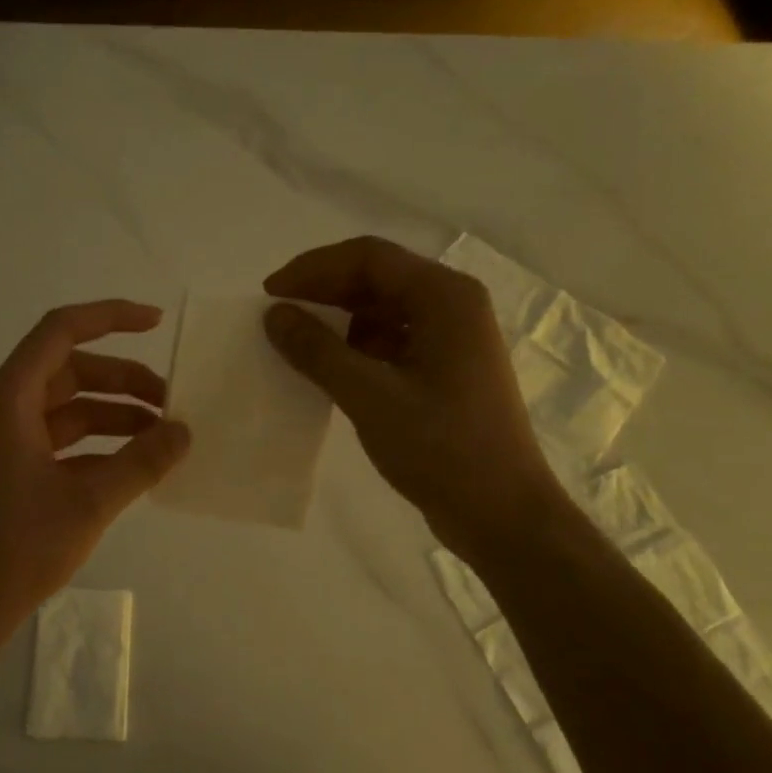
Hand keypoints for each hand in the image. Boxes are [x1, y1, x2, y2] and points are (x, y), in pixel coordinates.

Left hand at [0, 301, 190, 655]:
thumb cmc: (16, 548)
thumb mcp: (89, 502)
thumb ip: (142, 461)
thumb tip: (185, 430)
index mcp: (10, 398)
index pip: (62, 331)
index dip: (110, 317)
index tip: (157, 323)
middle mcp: (4, 407)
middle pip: (70, 370)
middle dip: (123, 380)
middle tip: (171, 400)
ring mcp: (5, 440)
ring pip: (67, 407)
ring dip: (113, 414)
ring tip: (161, 435)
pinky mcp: (9, 469)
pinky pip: (60, 440)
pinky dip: (96, 444)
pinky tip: (132, 465)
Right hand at [263, 236, 564, 562]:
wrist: (501, 514)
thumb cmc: (441, 449)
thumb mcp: (370, 397)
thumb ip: (317, 351)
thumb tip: (274, 314)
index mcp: (444, 298)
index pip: (368, 258)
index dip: (312, 269)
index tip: (270, 295)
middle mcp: (451, 306)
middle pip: (376, 278)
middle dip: (322, 292)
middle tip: (276, 316)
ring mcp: (450, 339)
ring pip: (381, 310)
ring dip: (337, 321)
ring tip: (296, 344)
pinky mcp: (444, 369)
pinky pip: (390, 340)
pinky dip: (355, 348)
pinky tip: (328, 370)